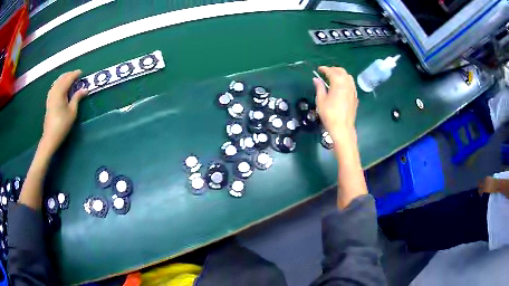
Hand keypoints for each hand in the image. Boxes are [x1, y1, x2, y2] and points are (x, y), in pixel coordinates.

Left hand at [41, 70, 87, 153]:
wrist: (50, 137)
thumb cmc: (62, 125)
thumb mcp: (72, 112)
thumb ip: (77, 98)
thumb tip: (85, 89)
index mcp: (60, 92)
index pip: (69, 78)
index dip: (75, 74)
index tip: (82, 73)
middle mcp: (54, 91)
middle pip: (62, 78)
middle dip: (69, 75)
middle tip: (77, 76)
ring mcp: (50, 95)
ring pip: (57, 81)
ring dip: (64, 78)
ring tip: (70, 80)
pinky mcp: (49, 100)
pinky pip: (54, 86)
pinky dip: (59, 83)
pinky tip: (61, 86)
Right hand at [313, 66, 357, 142]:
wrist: (342, 128)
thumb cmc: (329, 114)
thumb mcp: (320, 100)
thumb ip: (319, 87)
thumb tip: (316, 79)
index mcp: (338, 83)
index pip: (331, 71)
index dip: (324, 69)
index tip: (319, 69)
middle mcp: (347, 84)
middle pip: (342, 71)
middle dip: (333, 69)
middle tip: (326, 72)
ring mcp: (353, 90)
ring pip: (348, 77)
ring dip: (341, 74)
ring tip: (334, 77)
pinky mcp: (355, 97)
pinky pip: (351, 84)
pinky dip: (346, 81)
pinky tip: (342, 87)